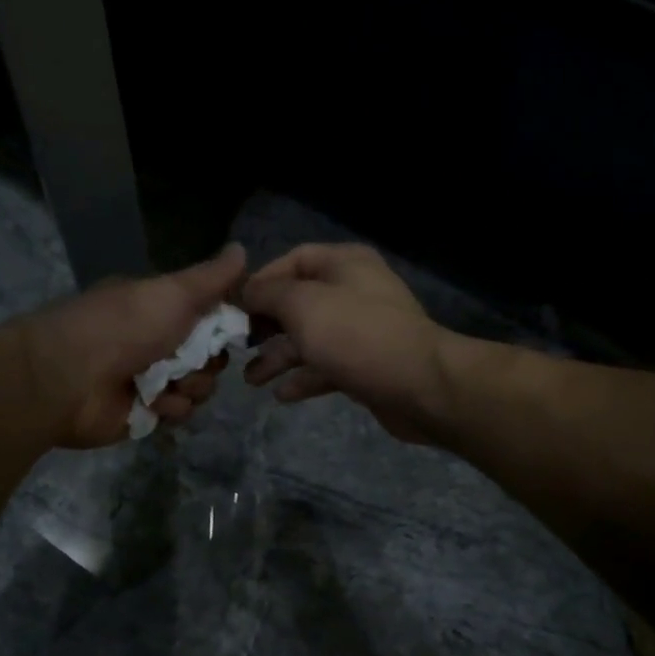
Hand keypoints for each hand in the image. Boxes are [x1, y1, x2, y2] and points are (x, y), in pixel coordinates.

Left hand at [8, 244, 247, 448]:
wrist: (69, 377)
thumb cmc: (124, 326)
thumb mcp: (173, 292)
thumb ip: (211, 277)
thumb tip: (243, 249)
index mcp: (161, 308)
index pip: (211, 317)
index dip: (224, 326)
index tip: (231, 330)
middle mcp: (158, 341)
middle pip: (211, 356)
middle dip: (209, 361)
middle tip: (191, 359)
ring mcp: (151, 379)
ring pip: (200, 386)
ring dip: (191, 386)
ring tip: (167, 384)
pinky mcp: (146, 412)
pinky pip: (180, 412)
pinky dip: (171, 408)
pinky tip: (153, 402)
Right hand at [241, 243, 448, 442]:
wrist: (421, 386)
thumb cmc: (357, 335)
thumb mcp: (303, 305)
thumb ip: (268, 294)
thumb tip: (246, 291)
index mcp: (344, 264)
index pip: (293, 260)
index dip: (261, 281)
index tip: (233, 307)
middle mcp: (354, 291)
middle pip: (299, 302)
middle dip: (266, 325)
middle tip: (237, 346)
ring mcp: (362, 331)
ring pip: (310, 339)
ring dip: (278, 357)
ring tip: (250, 380)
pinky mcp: (367, 366)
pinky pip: (327, 366)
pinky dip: (304, 378)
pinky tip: (281, 395)